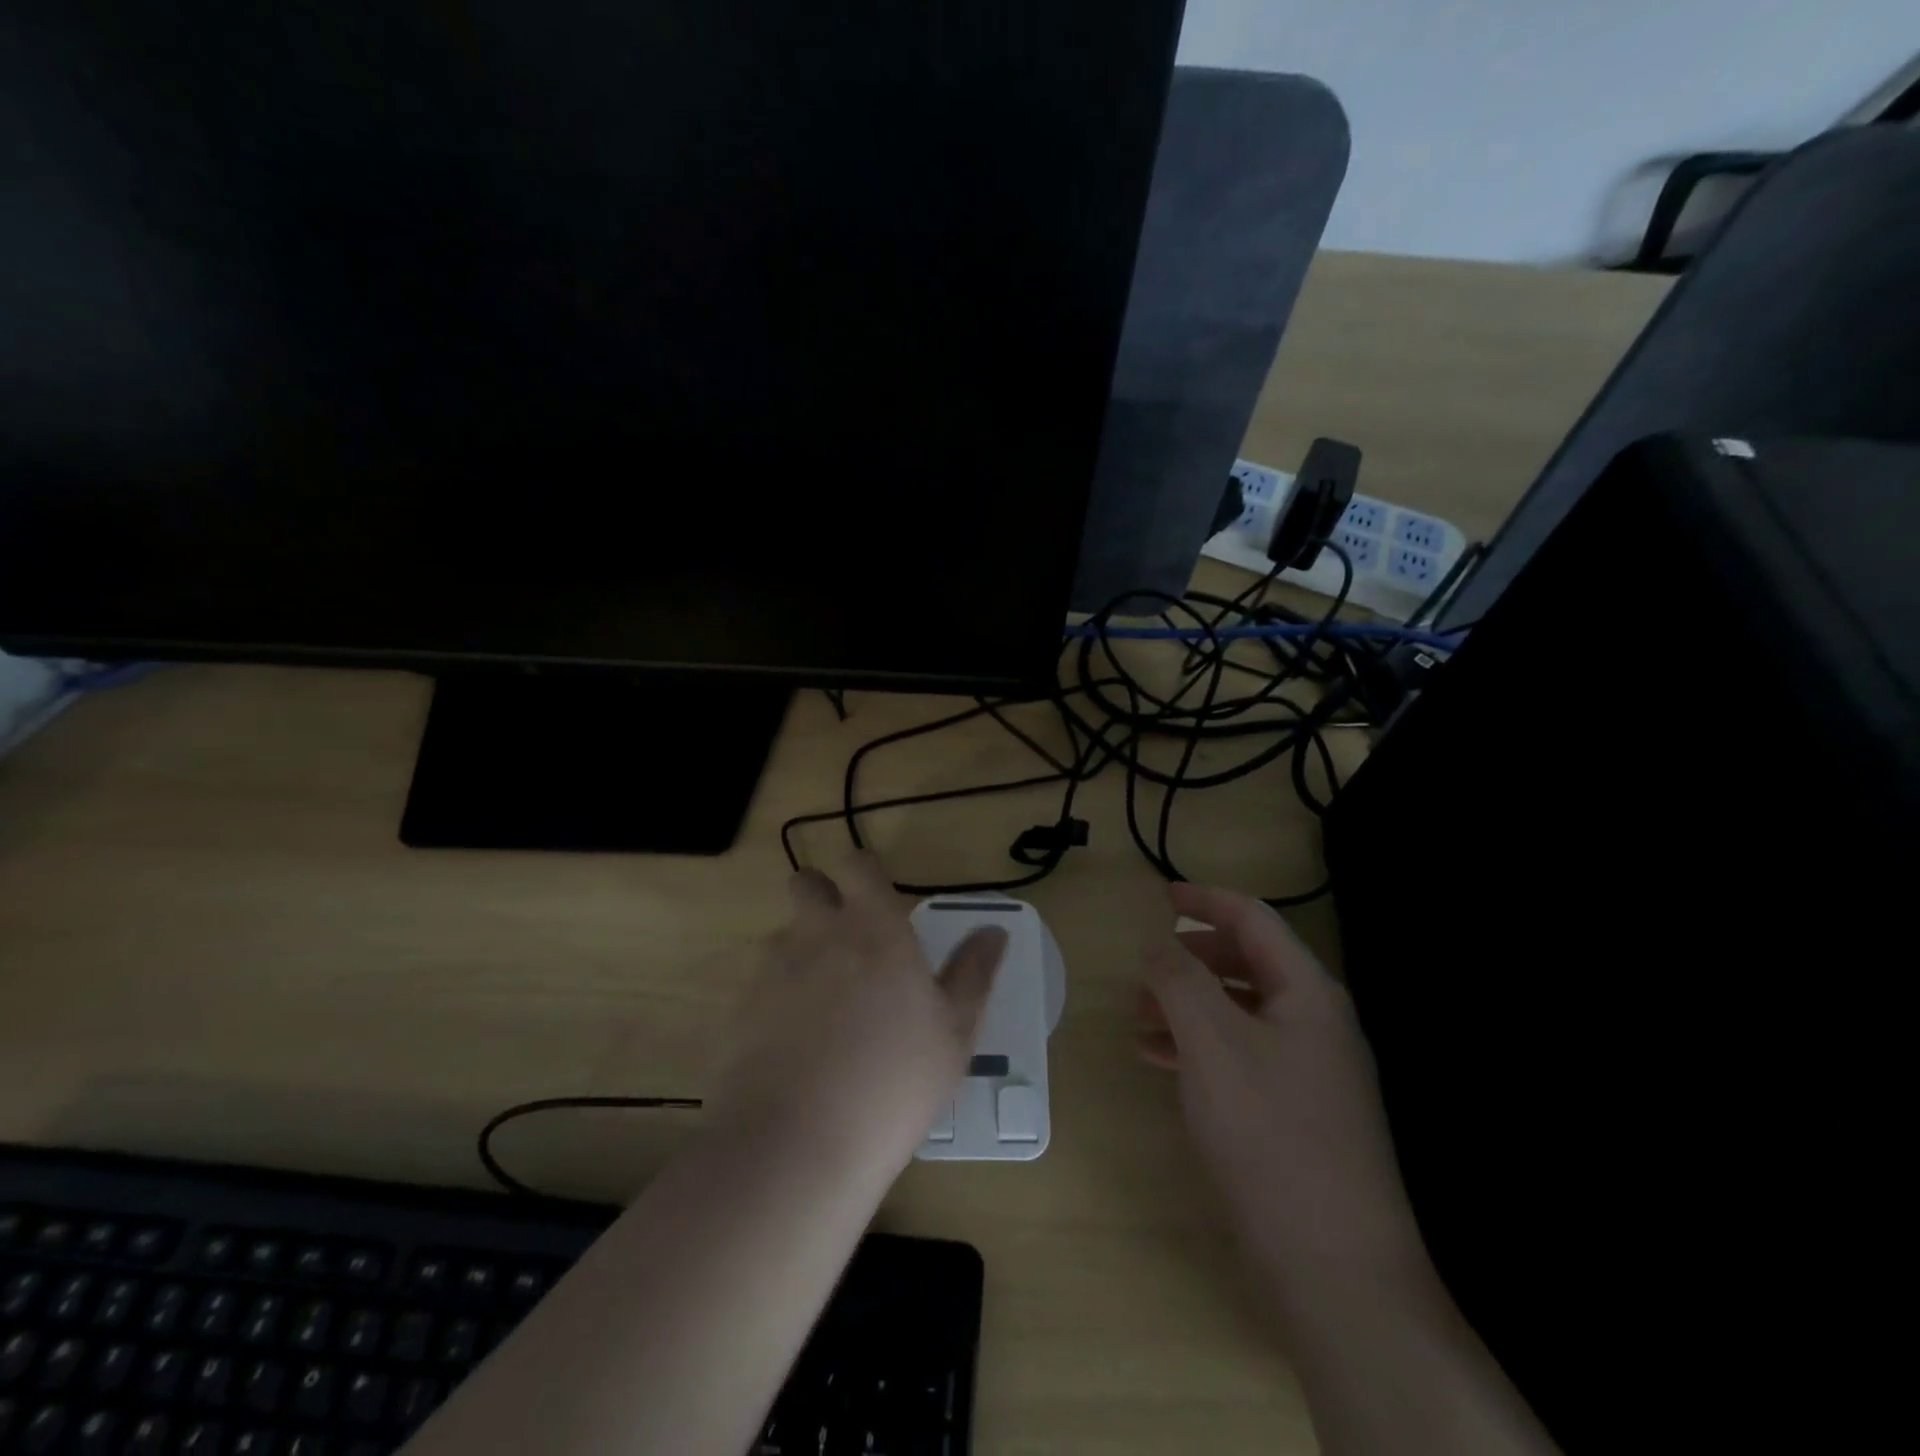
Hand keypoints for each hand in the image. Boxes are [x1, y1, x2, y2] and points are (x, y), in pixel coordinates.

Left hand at [710, 854, 1007, 1179]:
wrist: (798, 1145)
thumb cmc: (894, 1081)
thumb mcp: (954, 1032)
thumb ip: (973, 973)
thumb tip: (993, 931)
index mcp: (873, 928)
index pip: (857, 864)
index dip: (864, 873)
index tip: (878, 899)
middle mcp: (817, 934)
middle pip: (807, 884)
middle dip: (822, 896)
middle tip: (848, 940)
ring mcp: (773, 969)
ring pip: (784, 935)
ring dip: (802, 951)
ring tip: (825, 1005)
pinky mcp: (741, 1008)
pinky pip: (762, 983)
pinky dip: (778, 998)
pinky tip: (795, 1045)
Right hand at [1139, 883, 1426, 1303]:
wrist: (1335, 1266)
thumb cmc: (1270, 1131)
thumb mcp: (1212, 1041)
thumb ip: (1179, 980)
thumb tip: (1156, 943)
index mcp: (1307, 992)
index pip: (1254, 920)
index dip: (1206, 900)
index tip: (1160, 896)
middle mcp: (1314, 1023)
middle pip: (1247, 963)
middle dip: (1191, 958)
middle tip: (1144, 966)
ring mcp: (1308, 1071)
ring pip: (1238, 1012)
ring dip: (1187, 1004)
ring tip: (1138, 1014)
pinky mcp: (1294, 1112)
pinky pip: (1237, 1056)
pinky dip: (1195, 1047)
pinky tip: (1156, 1060)